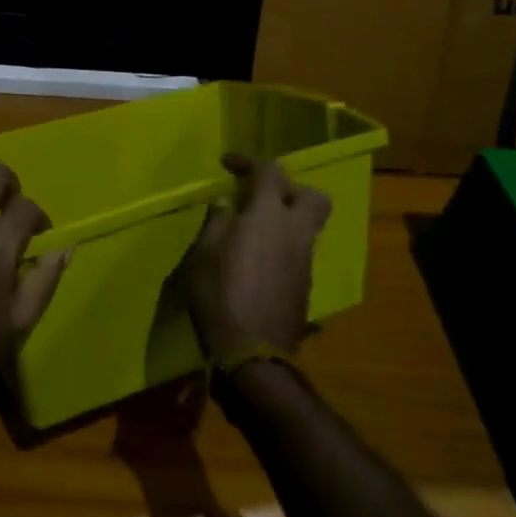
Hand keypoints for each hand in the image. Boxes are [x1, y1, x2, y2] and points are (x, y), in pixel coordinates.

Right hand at [184, 154, 329, 367]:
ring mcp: (304, 261)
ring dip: (286, 217)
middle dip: (288, 187)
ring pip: (308, 225)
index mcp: (268, 216)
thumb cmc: (219, 294)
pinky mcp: (305, 286)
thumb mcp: (203, 252)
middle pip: (312, 197)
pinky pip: (299, 250)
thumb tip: (225, 204)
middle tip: (259, 194)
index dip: (248, 162)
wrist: (251, 355)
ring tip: (254, 227)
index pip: (269, 172)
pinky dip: (283, 244)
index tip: (227, 164)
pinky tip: (259, 258)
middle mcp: (295, 233)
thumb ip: (217, 221)